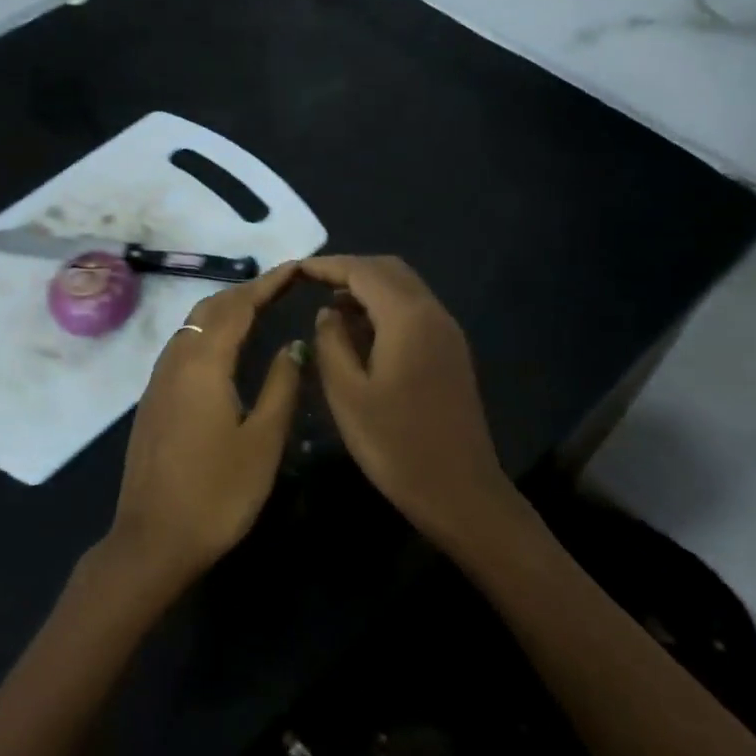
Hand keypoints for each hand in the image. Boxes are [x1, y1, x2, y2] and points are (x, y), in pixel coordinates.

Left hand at [108, 261, 303, 587]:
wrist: (153, 540)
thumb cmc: (217, 492)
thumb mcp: (263, 440)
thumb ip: (282, 385)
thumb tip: (294, 344)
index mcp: (204, 364)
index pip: (238, 306)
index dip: (267, 284)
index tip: (296, 269)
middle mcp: (176, 361)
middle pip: (210, 309)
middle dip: (245, 292)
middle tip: (282, 288)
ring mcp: (158, 381)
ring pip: (192, 327)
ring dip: (224, 310)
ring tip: (259, 310)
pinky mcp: (153, 400)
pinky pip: (184, 347)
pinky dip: (209, 333)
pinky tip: (227, 351)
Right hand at [301, 255, 520, 549]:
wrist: (460, 490)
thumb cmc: (396, 444)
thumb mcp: (347, 394)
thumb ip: (331, 343)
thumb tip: (327, 313)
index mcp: (407, 317)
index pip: (362, 270)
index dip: (326, 265)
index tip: (295, 270)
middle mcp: (433, 313)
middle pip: (388, 270)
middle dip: (349, 270)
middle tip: (311, 284)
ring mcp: (447, 332)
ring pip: (405, 288)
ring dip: (368, 288)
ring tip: (330, 307)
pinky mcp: (451, 352)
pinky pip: (414, 311)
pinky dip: (385, 307)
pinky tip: (361, 332)